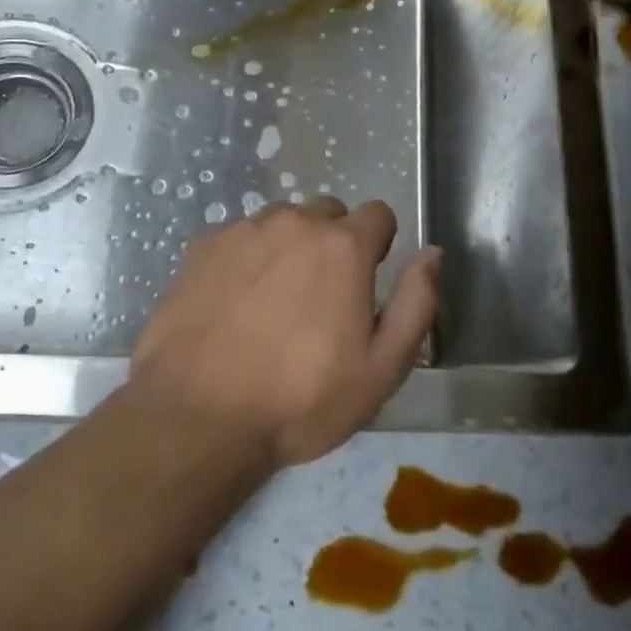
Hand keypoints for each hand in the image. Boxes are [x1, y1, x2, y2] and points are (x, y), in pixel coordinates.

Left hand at [129, 198, 440, 466]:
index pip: (378, 214)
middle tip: (320, 299)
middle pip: (326, 214)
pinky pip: (239, 239)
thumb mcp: (382, 368)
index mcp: (343, 247)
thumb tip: (433, 253)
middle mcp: (293, 223)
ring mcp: (242, 232)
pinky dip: (246, 260)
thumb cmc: (301, 400)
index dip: (378, 245)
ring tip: (273, 304)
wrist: (198, 416)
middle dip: (332, 244)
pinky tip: (234, 306)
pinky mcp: (201, 248)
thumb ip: (416, 303)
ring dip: (288, 249)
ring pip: (280, 223)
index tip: (365, 281)